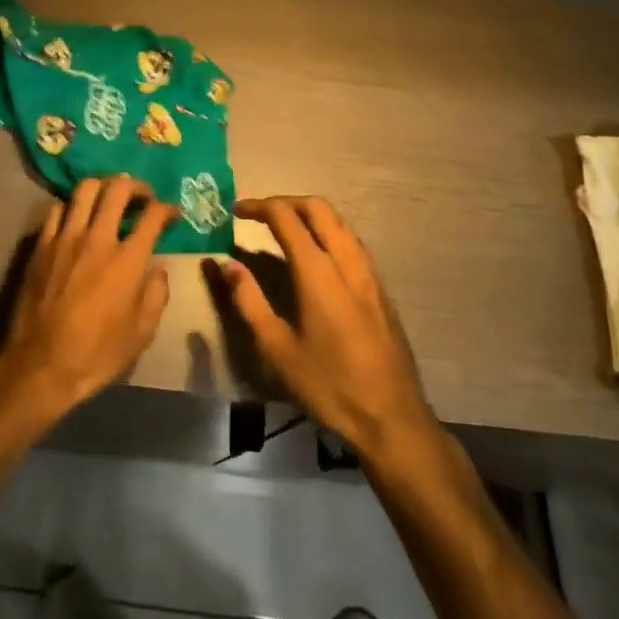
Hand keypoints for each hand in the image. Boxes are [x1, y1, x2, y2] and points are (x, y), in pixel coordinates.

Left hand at [0, 175, 174, 426]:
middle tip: (143, 197)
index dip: (167, 208)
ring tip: (110, 198)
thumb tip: (158, 268)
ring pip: (85, 189)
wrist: (41, 364)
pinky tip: (77, 218)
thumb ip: (157, 294)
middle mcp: (97, 238)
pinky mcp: (41, 245)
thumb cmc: (97, 353)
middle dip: (137, 186)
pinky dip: (72, 206)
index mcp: (127, 260)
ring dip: (103, 187)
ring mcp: (66, 238)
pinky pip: (57, 208)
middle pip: (119, 188)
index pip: (153, 215)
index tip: (172, 213)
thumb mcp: (142, 333)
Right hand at [215, 196, 435, 463]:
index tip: (235, 211)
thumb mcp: (277, 348)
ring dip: (309, 214)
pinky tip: (316, 256)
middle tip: (258, 214)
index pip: (286, 217)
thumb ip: (249, 300)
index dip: (258, 206)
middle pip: (318, 208)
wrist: (391, 417)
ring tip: (283, 229)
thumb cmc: (328, 385)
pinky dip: (328, 232)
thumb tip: (227, 263)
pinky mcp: (380, 288)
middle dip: (285, 201)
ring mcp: (368, 273)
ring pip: (339, 222)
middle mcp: (346, 261)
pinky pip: (352, 242)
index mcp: (317, 272)